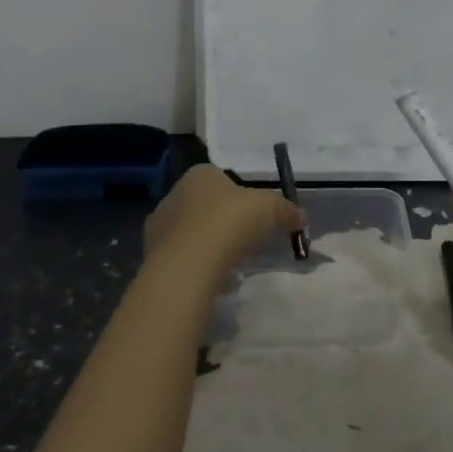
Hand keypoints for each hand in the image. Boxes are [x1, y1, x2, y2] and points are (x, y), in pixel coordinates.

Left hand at [143, 164, 302, 276]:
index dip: (239, 195)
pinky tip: (210, 277)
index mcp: (200, 174)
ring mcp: (159, 224)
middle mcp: (175, 192)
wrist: (190, 263)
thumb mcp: (270, 208)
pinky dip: (194, 264)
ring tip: (227, 262)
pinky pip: (180, 255)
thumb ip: (286, 210)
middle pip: (204, 204)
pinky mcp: (152, 253)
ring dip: (206, 243)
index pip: (220, 178)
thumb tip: (300, 217)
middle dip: (221, 220)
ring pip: (189, 231)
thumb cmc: (230, 222)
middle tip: (242, 240)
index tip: (253, 215)